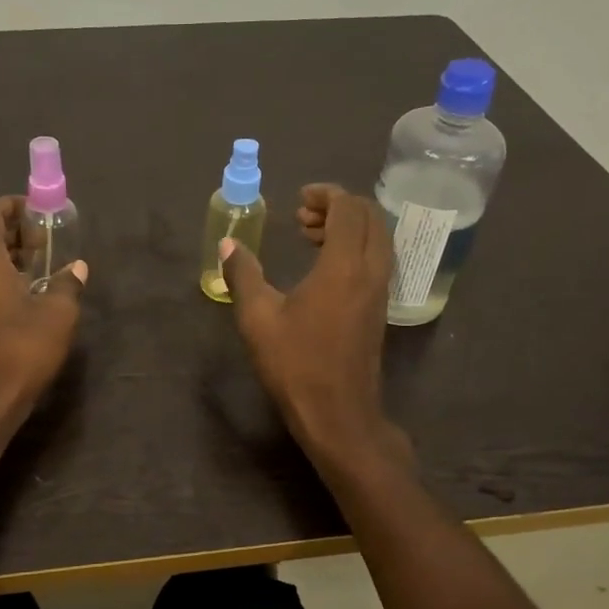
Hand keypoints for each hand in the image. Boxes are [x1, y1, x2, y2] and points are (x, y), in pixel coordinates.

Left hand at [0, 196, 86, 425]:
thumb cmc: (21, 351)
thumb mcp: (58, 314)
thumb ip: (68, 284)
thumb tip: (77, 267)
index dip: (12, 206)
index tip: (39, 213)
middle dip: (14, 233)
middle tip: (46, 243)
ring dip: (8, 259)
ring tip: (41, 270)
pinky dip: (0, 280)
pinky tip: (26, 300)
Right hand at [218, 184, 411, 468]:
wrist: (338, 413)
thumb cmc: (295, 364)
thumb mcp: (258, 318)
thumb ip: (243, 275)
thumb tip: (228, 244)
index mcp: (344, 266)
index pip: (348, 209)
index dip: (325, 195)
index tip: (299, 199)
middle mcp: (371, 271)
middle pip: (370, 217)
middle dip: (338, 206)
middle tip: (302, 216)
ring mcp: (380, 291)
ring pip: (377, 238)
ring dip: (348, 227)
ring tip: (309, 236)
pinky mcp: (379, 308)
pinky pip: (376, 259)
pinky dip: (355, 247)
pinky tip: (324, 267)